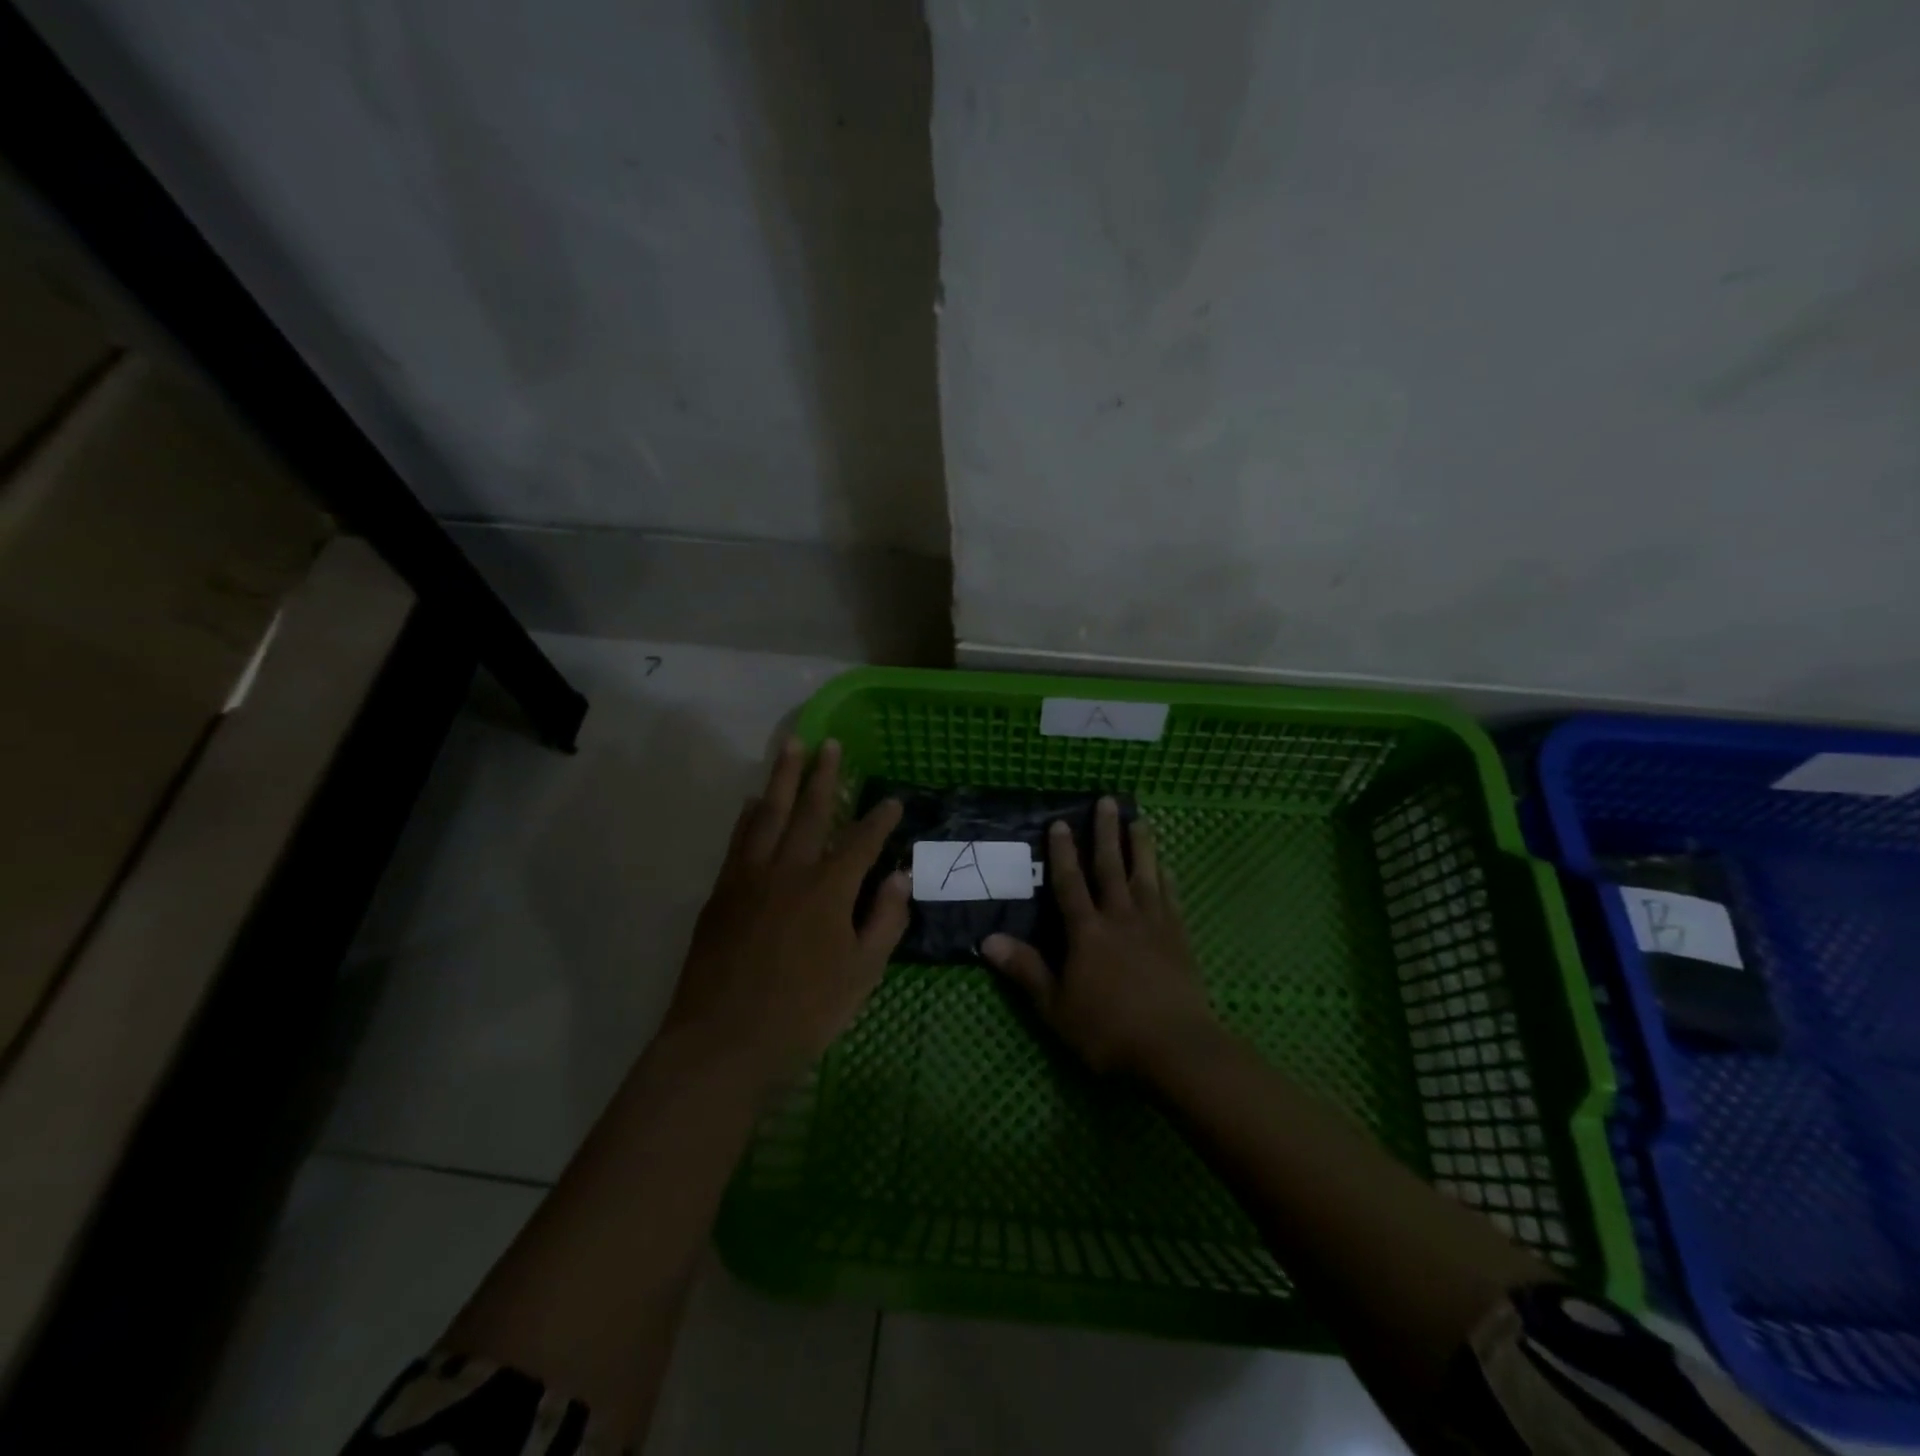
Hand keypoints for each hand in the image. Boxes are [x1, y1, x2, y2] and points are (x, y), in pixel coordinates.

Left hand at [663, 737, 909, 1084]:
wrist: (723, 1043)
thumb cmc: (803, 1014)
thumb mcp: (862, 975)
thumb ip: (885, 921)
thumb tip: (901, 877)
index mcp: (829, 890)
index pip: (861, 841)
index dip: (880, 819)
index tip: (893, 800)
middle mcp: (789, 870)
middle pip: (809, 811)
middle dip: (823, 775)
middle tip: (830, 743)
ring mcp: (750, 878)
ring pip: (767, 814)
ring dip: (781, 778)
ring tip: (791, 747)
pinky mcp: (722, 893)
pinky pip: (738, 840)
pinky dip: (748, 816)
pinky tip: (751, 802)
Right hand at [982, 797, 1218, 1077]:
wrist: (1175, 1048)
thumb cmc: (1108, 1030)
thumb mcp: (1056, 1006)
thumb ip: (1025, 970)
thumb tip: (986, 940)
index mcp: (1087, 932)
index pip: (1070, 883)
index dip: (1062, 852)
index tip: (1060, 822)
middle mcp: (1119, 917)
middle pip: (1110, 867)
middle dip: (1105, 833)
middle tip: (1107, 801)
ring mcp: (1153, 924)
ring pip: (1145, 875)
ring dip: (1141, 846)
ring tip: (1139, 820)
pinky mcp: (1179, 937)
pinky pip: (1171, 898)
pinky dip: (1166, 878)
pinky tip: (1166, 867)